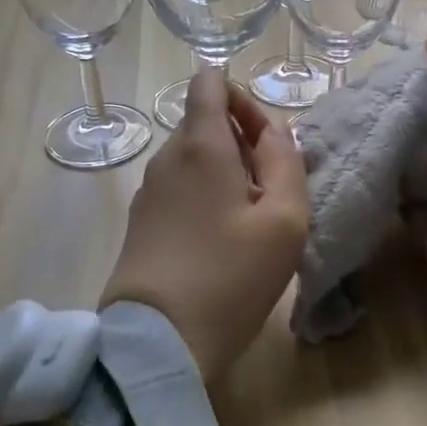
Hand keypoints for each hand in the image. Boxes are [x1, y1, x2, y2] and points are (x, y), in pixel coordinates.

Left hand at [99, 68, 308, 379]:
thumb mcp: (284, 221)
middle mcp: (167, 157)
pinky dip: (204, 194)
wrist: (156, 342)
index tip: (265, 139)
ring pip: (192, 155)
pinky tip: (220, 240)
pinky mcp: (140, 221)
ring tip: (249, 220)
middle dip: (240, 139)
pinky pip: (178, 185)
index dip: (242, 96)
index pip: (209, 83)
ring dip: (225, 170)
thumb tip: (273, 130)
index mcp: (201, 145)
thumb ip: (286, 162)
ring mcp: (148, 190)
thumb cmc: (230, 278)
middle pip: (203, 120)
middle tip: (269, 189)